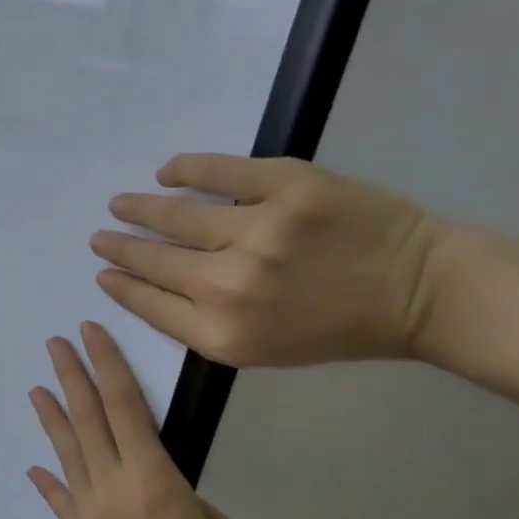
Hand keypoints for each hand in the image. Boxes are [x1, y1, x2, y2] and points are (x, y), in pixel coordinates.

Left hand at [28, 322, 252, 518]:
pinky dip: (49, 481)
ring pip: (67, 453)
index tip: (91, 333)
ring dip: (52, 417)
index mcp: (153, 479)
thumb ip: (183, 498)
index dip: (107, 364)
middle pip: (88, 419)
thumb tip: (157, 489)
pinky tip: (36, 466)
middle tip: (56, 343)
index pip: (125, 405)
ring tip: (36, 388)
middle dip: (72, 376)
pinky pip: (61, 503)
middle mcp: (113, 488)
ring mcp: (91, 516)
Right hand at [91, 154, 444, 368]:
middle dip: (119, 248)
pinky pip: (218, 171)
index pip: (150, 304)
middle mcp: (231, 286)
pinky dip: (185, 169)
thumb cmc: (339, 329)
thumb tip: (156, 286)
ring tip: (120, 204)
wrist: (418, 291)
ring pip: (177, 214)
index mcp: (224, 334)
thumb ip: (207, 324)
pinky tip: (166, 171)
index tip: (102, 274)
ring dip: (139, 208)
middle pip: (154, 260)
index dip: (120, 286)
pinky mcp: (287, 185)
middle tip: (100, 237)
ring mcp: (260, 230)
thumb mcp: (264, 349)